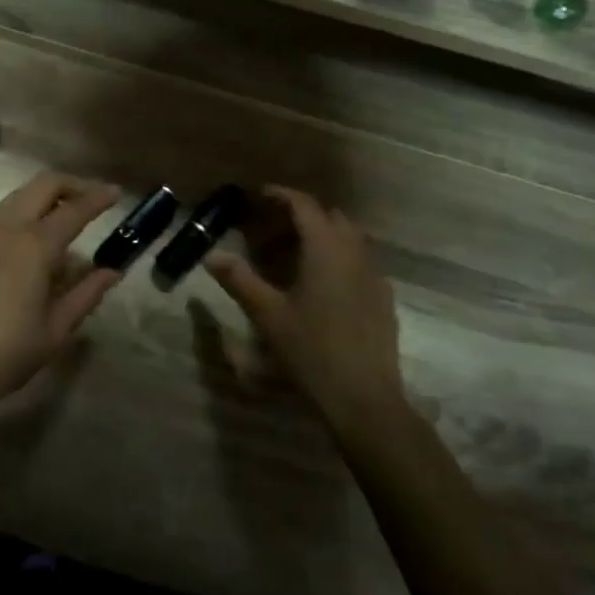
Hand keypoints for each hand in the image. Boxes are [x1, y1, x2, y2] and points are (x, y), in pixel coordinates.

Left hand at [0, 174, 121, 414]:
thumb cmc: (7, 352)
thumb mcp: (56, 329)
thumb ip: (87, 294)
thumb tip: (111, 271)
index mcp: (35, 245)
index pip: (75, 208)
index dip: (99, 197)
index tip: (117, 193)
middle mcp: (8, 227)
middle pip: (44, 185)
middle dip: (72, 184)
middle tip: (93, 199)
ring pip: (19, 196)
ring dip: (46, 197)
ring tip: (66, 218)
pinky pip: (2, 215)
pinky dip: (25, 213)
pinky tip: (32, 242)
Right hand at [205, 187, 403, 414]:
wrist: (364, 398)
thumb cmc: (311, 349)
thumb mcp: (267, 313)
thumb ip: (239, 279)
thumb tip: (211, 255)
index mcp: (326, 248)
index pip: (304, 205)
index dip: (280, 195)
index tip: (258, 196)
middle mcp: (354, 252)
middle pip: (329, 217)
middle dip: (299, 216)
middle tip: (269, 233)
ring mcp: (374, 275)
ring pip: (347, 238)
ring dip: (320, 236)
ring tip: (291, 258)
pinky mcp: (383, 298)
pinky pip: (358, 261)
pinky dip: (336, 258)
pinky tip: (318, 286)